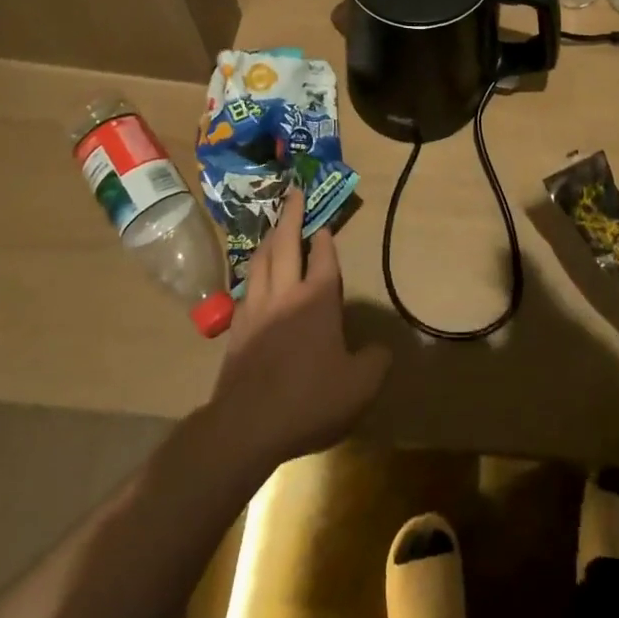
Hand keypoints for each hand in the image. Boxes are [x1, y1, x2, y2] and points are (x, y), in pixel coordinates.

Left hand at [209, 188, 390, 473]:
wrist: (246, 425)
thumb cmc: (308, 399)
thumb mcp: (359, 387)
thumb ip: (375, 362)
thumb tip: (381, 349)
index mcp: (317, 299)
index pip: (323, 256)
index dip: (325, 236)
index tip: (325, 220)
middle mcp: (285, 293)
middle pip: (285, 243)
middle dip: (291, 214)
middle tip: (294, 192)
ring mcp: (256, 308)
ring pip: (261, 259)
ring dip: (269, 237)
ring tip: (273, 225)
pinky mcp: (236, 328)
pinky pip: (246, 285)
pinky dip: (253, 270)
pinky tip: (254, 275)